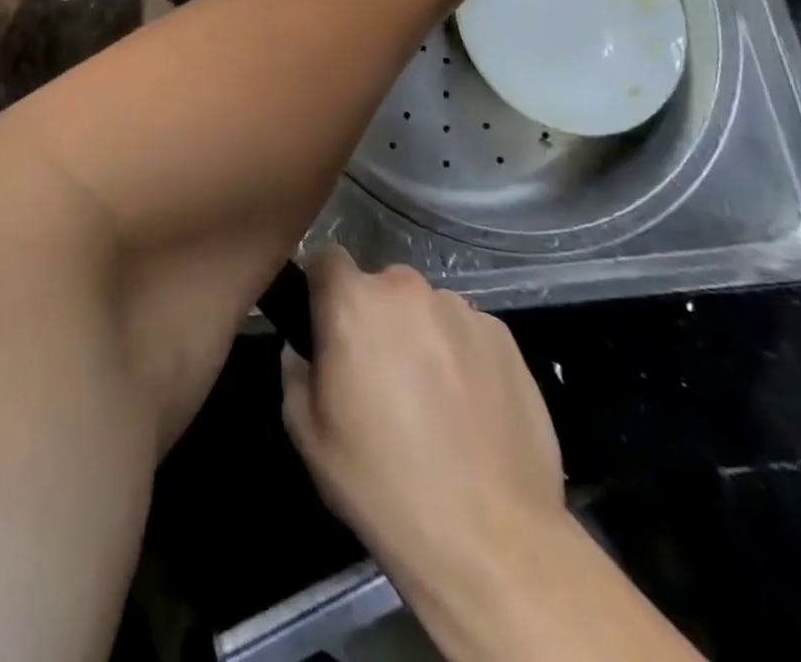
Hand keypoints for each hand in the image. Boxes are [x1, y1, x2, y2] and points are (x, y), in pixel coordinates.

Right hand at [280, 247, 565, 586]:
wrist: (492, 543)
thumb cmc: (381, 482)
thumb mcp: (306, 432)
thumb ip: (294, 372)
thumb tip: (303, 351)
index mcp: (351, 301)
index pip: (326, 258)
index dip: (322, 288)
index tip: (327, 326)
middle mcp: (406, 289)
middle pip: (380, 287)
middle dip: (376, 318)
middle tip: (380, 375)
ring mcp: (462, 311)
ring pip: (426, 310)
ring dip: (421, 336)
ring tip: (433, 399)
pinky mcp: (507, 340)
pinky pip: (468, 333)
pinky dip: (463, 356)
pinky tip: (470, 411)